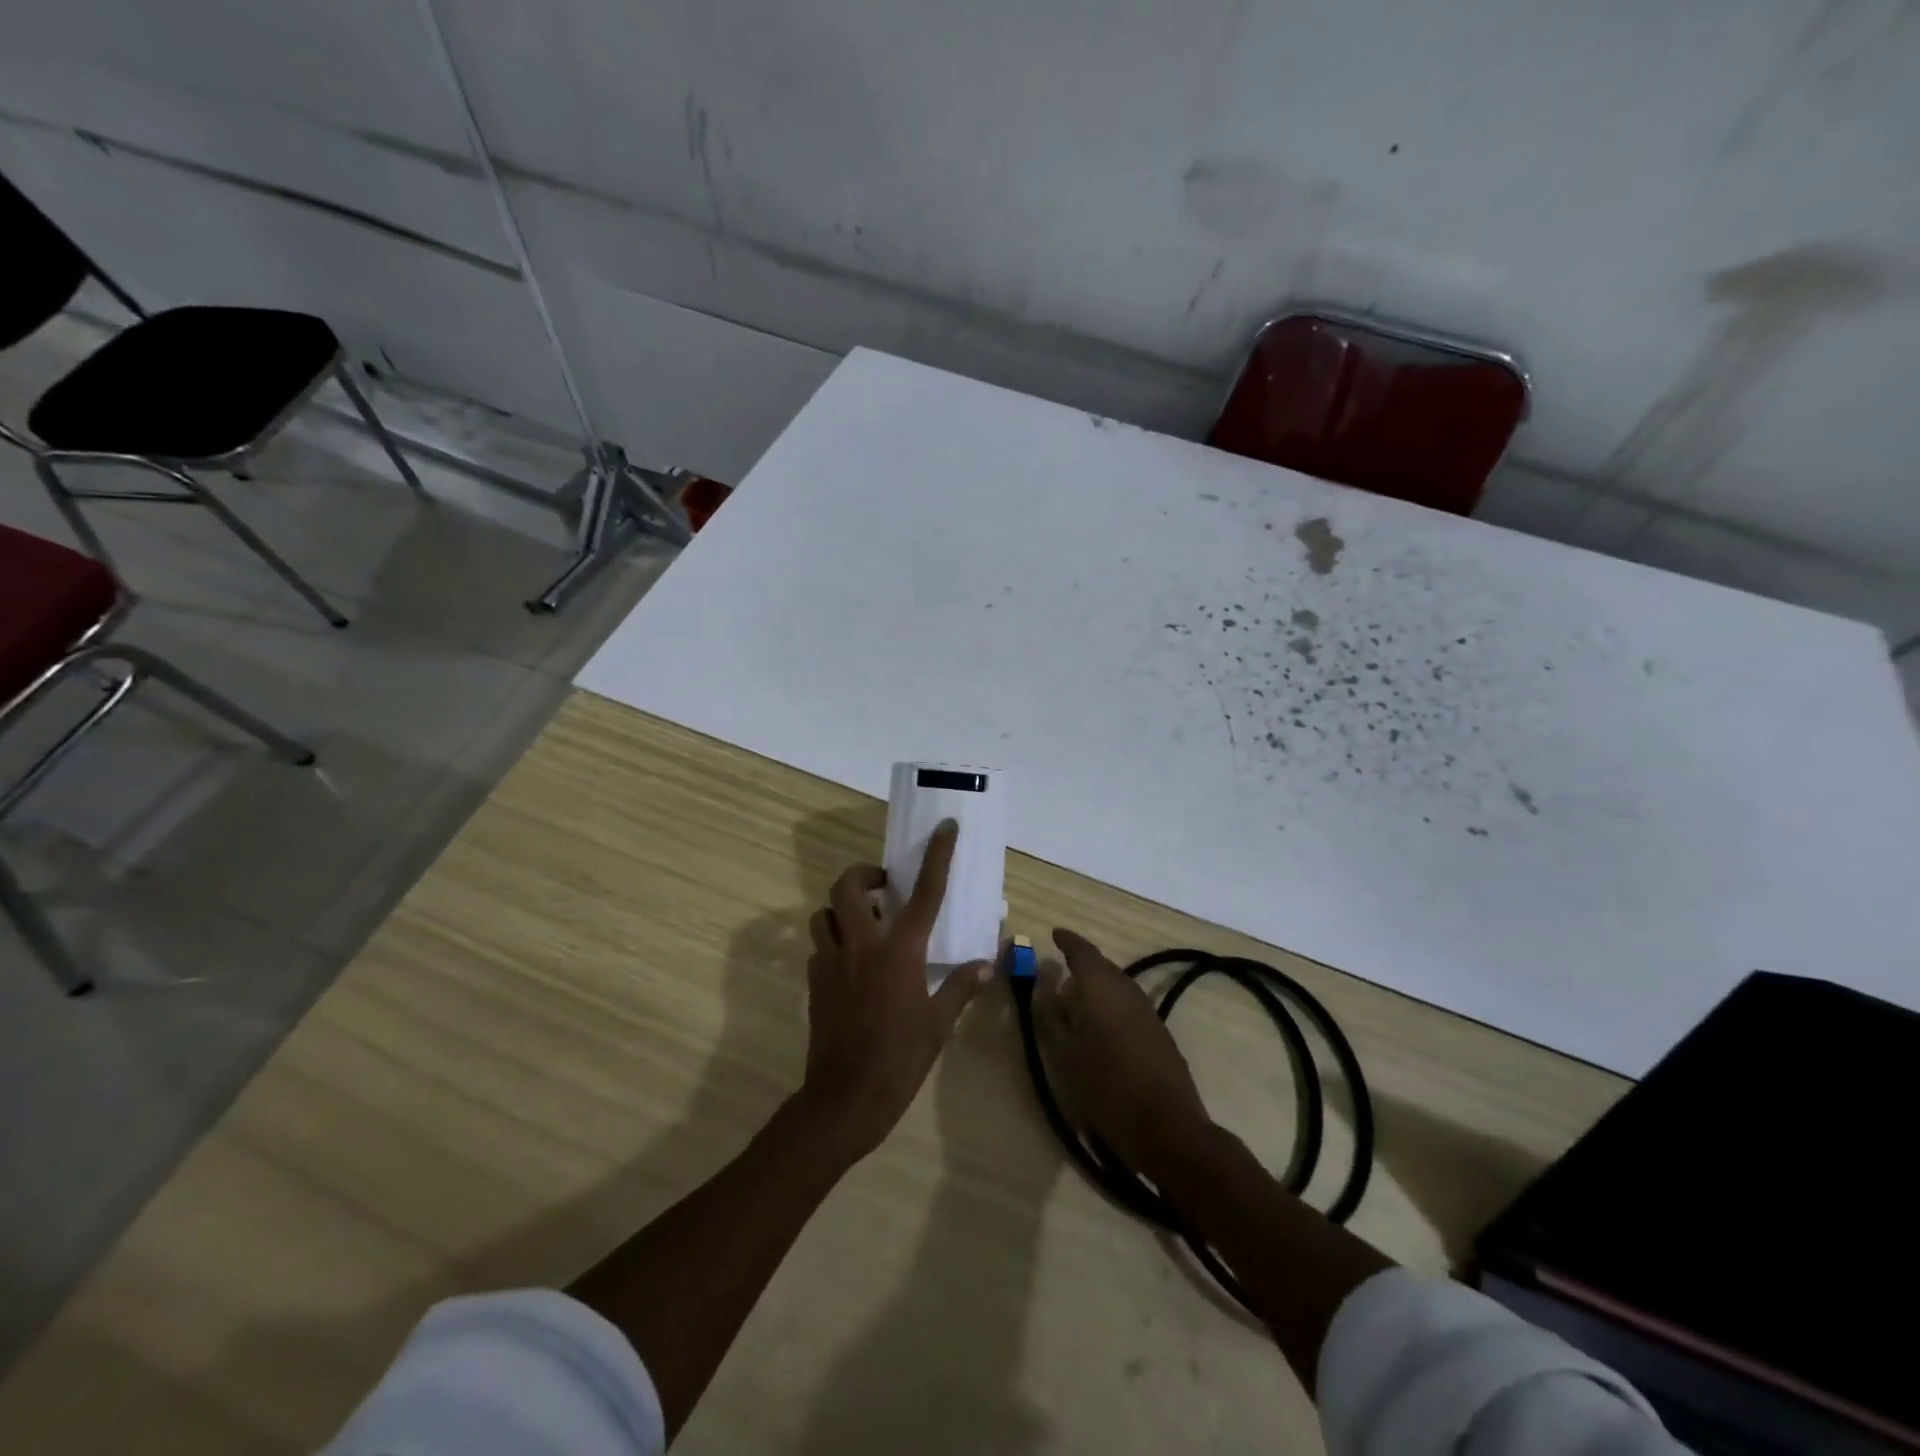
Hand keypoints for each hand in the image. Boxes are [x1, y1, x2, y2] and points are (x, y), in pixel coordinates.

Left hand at [799, 820, 989, 1159]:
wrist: (847, 1097)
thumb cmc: (901, 1057)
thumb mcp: (939, 1023)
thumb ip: (960, 987)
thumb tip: (984, 964)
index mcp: (900, 950)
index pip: (924, 891)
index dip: (937, 855)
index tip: (945, 828)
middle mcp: (862, 945)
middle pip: (848, 887)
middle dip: (862, 875)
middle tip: (882, 886)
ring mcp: (832, 961)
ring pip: (823, 913)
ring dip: (841, 908)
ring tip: (863, 922)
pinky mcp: (814, 981)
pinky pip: (819, 946)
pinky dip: (833, 942)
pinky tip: (851, 964)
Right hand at [1035, 929, 1214, 1178]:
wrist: (1168, 1128)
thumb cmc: (1106, 1088)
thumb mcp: (1064, 1054)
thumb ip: (1051, 1015)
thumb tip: (1045, 985)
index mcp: (1101, 988)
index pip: (1082, 952)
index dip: (1067, 941)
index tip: (1054, 934)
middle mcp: (1127, 990)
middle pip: (1102, 967)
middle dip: (1081, 964)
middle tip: (1060, 969)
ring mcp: (1147, 1012)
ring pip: (1117, 986)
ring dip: (1097, 986)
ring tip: (1076, 998)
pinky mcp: (1159, 1034)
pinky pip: (1128, 1005)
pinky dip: (1111, 1005)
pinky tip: (1101, 1025)